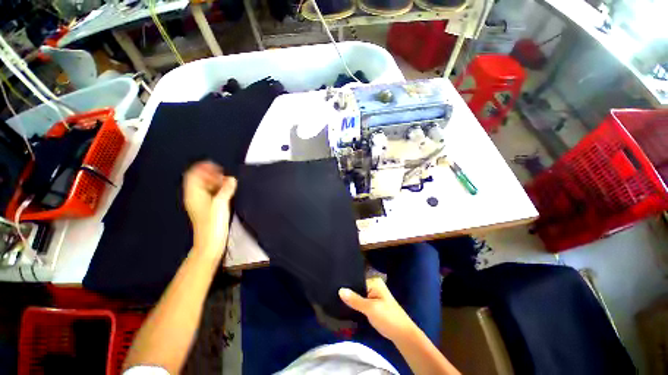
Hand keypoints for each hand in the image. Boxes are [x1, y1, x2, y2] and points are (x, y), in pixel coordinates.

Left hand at [183, 161, 236, 257]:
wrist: (210, 242)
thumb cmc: (213, 224)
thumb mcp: (220, 204)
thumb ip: (226, 190)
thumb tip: (232, 179)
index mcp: (194, 195)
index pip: (193, 175)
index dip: (203, 168)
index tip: (217, 167)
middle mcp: (195, 197)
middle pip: (199, 180)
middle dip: (212, 175)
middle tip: (225, 175)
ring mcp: (201, 203)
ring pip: (206, 187)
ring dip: (216, 182)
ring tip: (228, 182)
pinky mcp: (207, 209)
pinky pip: (211, 194)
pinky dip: (218, 190)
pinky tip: (227, 192)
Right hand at [339, 278, 416, 341]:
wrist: (403, 335)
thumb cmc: (388, 318)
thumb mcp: (370, 308)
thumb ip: (355, 299)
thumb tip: (340, 290)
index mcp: (374, 282)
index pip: (356, 279)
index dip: (347, 285)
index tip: (334, 287)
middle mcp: (374, 285)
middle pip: (357, 287)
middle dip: (348, 293)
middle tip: (334, 294)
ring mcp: (374, 295)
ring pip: (359, 295)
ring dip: (352, 300)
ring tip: (337, 300)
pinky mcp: (374, 304)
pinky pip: (362, 301)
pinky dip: (356, 305)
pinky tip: (347, 307)